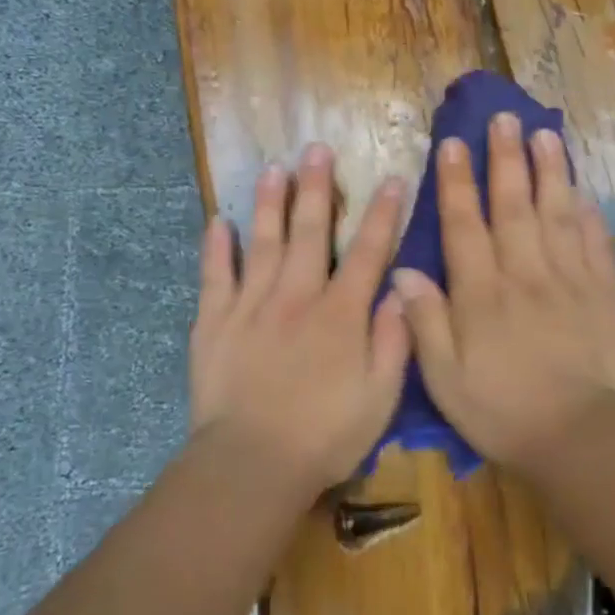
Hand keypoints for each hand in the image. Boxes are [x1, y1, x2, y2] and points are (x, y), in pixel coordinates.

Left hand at [190, 144, 411, 491]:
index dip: (383, 214)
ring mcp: (250, 306)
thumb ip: (394, 341)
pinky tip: (218, 222)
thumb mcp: (380, 397)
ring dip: (269, 203)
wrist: (251, 465)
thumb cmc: (325, 435)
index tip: (392, 179)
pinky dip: (216, 248)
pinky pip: (215, 276)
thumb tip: (400, 291)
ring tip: (273, 168)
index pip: (367, 252)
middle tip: (317, 149)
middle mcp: (296, 297)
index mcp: (340, 314)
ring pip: (262, 242)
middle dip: (317, 188)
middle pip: (308, 232)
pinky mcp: (214, 323)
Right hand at [392, 113, 614, 470]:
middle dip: (506, 159)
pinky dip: (589, 215)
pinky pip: (596, 244)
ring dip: (550, 172)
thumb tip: (403, 272)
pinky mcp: (604, 294)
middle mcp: (525, 274)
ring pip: (557, 214)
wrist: (580, 437)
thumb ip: (425, 323)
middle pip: (514, 206)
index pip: (465, 226)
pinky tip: (584, 192)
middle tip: (504, 118)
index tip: (454, 144)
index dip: (457, 183)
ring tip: (545, 134)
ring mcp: (570, 279)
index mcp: (482, 294)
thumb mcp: (445, 378)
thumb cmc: (502, 411)